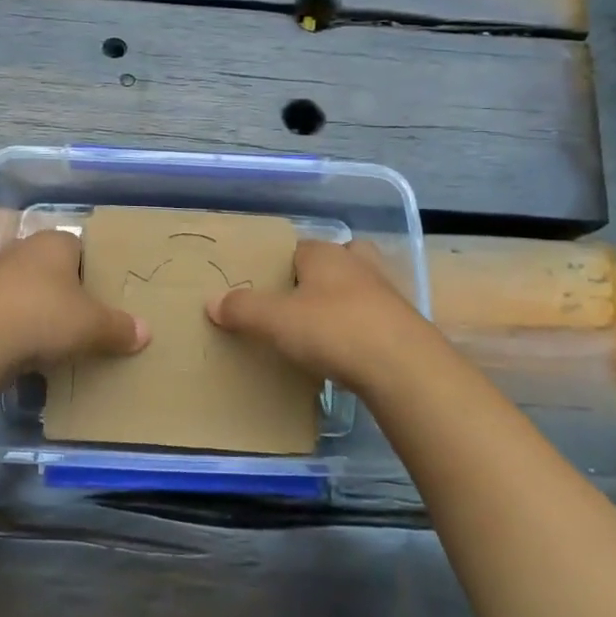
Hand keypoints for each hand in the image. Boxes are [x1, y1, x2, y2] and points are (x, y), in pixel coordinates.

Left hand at [0, 229, 149, 371]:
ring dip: (41, 313)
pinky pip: (7, 315)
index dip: (95, 270)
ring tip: (60, 341)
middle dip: (68, 293)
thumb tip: (146, 332)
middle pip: (54, 270)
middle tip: (88, 320)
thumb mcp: (92, 326)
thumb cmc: (43, 315)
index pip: (82, 247)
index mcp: (55, 242)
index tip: (106, 296)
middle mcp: (23, 250)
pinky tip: (29, 353)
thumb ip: (119, 328)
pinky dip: (19, 330)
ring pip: (29, 292)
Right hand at [206, 239, 437, 397]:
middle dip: (319, 277)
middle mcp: (358, 264)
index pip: (297, 248)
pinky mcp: (403, 326)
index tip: (266, 290)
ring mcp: (386, 294)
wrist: (403, 368)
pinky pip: (373, 320)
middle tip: (298, 304)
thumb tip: (212, 302)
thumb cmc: (333, 329)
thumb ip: (243, 309)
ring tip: (321, 330)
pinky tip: (347, 354)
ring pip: (358, 289)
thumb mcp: (276, 321)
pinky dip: (360, 330)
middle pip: (335, 261)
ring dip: (342, 303)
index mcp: (326, 254)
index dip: (279, 266)